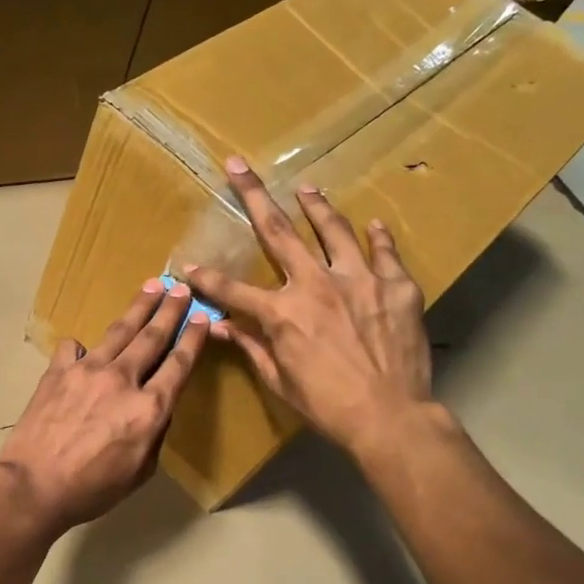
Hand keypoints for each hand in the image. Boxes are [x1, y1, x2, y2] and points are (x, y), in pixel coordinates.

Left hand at [0, 281, 210, 532]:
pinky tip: (84, 349)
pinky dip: (83, 347)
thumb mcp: (140, 472)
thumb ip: (154, 434)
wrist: (34, 485)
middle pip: (152, 337)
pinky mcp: (57, 371)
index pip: (179, 364)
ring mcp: (87, 370)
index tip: (203, 317)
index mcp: (148, 408)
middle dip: (170, 309)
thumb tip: (156, 408)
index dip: (193, 338)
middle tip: (181, 287)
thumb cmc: (92, 489)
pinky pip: (74, 349)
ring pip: (119, 331)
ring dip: (138, 308)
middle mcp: (122, 379)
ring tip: (151, 286)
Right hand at [184, 157, 439, 464]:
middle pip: (278, 233)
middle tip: (238, 166)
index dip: (206, 278)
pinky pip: (384, 253)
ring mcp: (359, 281)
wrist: (390, 417)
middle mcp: (316, 285)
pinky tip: (371, 224)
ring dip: (316, 206)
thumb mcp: (279, 381)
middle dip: (253, 196)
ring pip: (334, 231)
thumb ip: (251, 346)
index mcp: (282, 314)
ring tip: (307, 188)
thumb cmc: (327, 406)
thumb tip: (219, 326)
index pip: (232, 289)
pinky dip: (377, 237)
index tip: (187, 266)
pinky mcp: (396, 287)